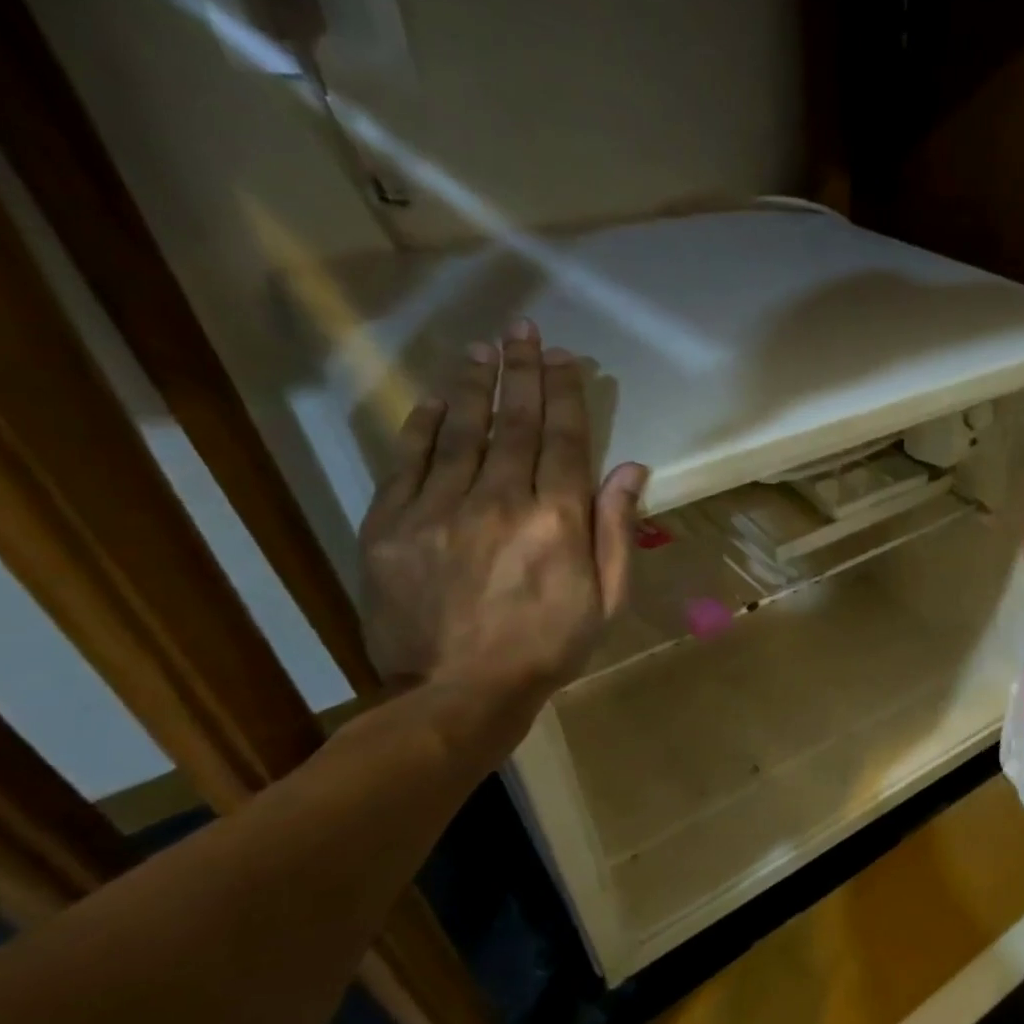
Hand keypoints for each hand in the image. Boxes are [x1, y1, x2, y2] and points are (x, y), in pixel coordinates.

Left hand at [359, 319, 645, 707]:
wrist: (459, 691)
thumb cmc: (548, 647)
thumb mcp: (607, 599)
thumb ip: (616, 530)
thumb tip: (631, 467)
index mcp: (557, 520)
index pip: (565, 439)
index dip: (566, 394)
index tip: (566, 359)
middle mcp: (500, 500)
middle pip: (515, 423)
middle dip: (523, 373)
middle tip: (525, 332)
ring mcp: (440, 508)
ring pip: (461, 430)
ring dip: (475, 385)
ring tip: (484, 349)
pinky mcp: (392, 524)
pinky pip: (409, 459)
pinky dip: (423, 424)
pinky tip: (435, 398)